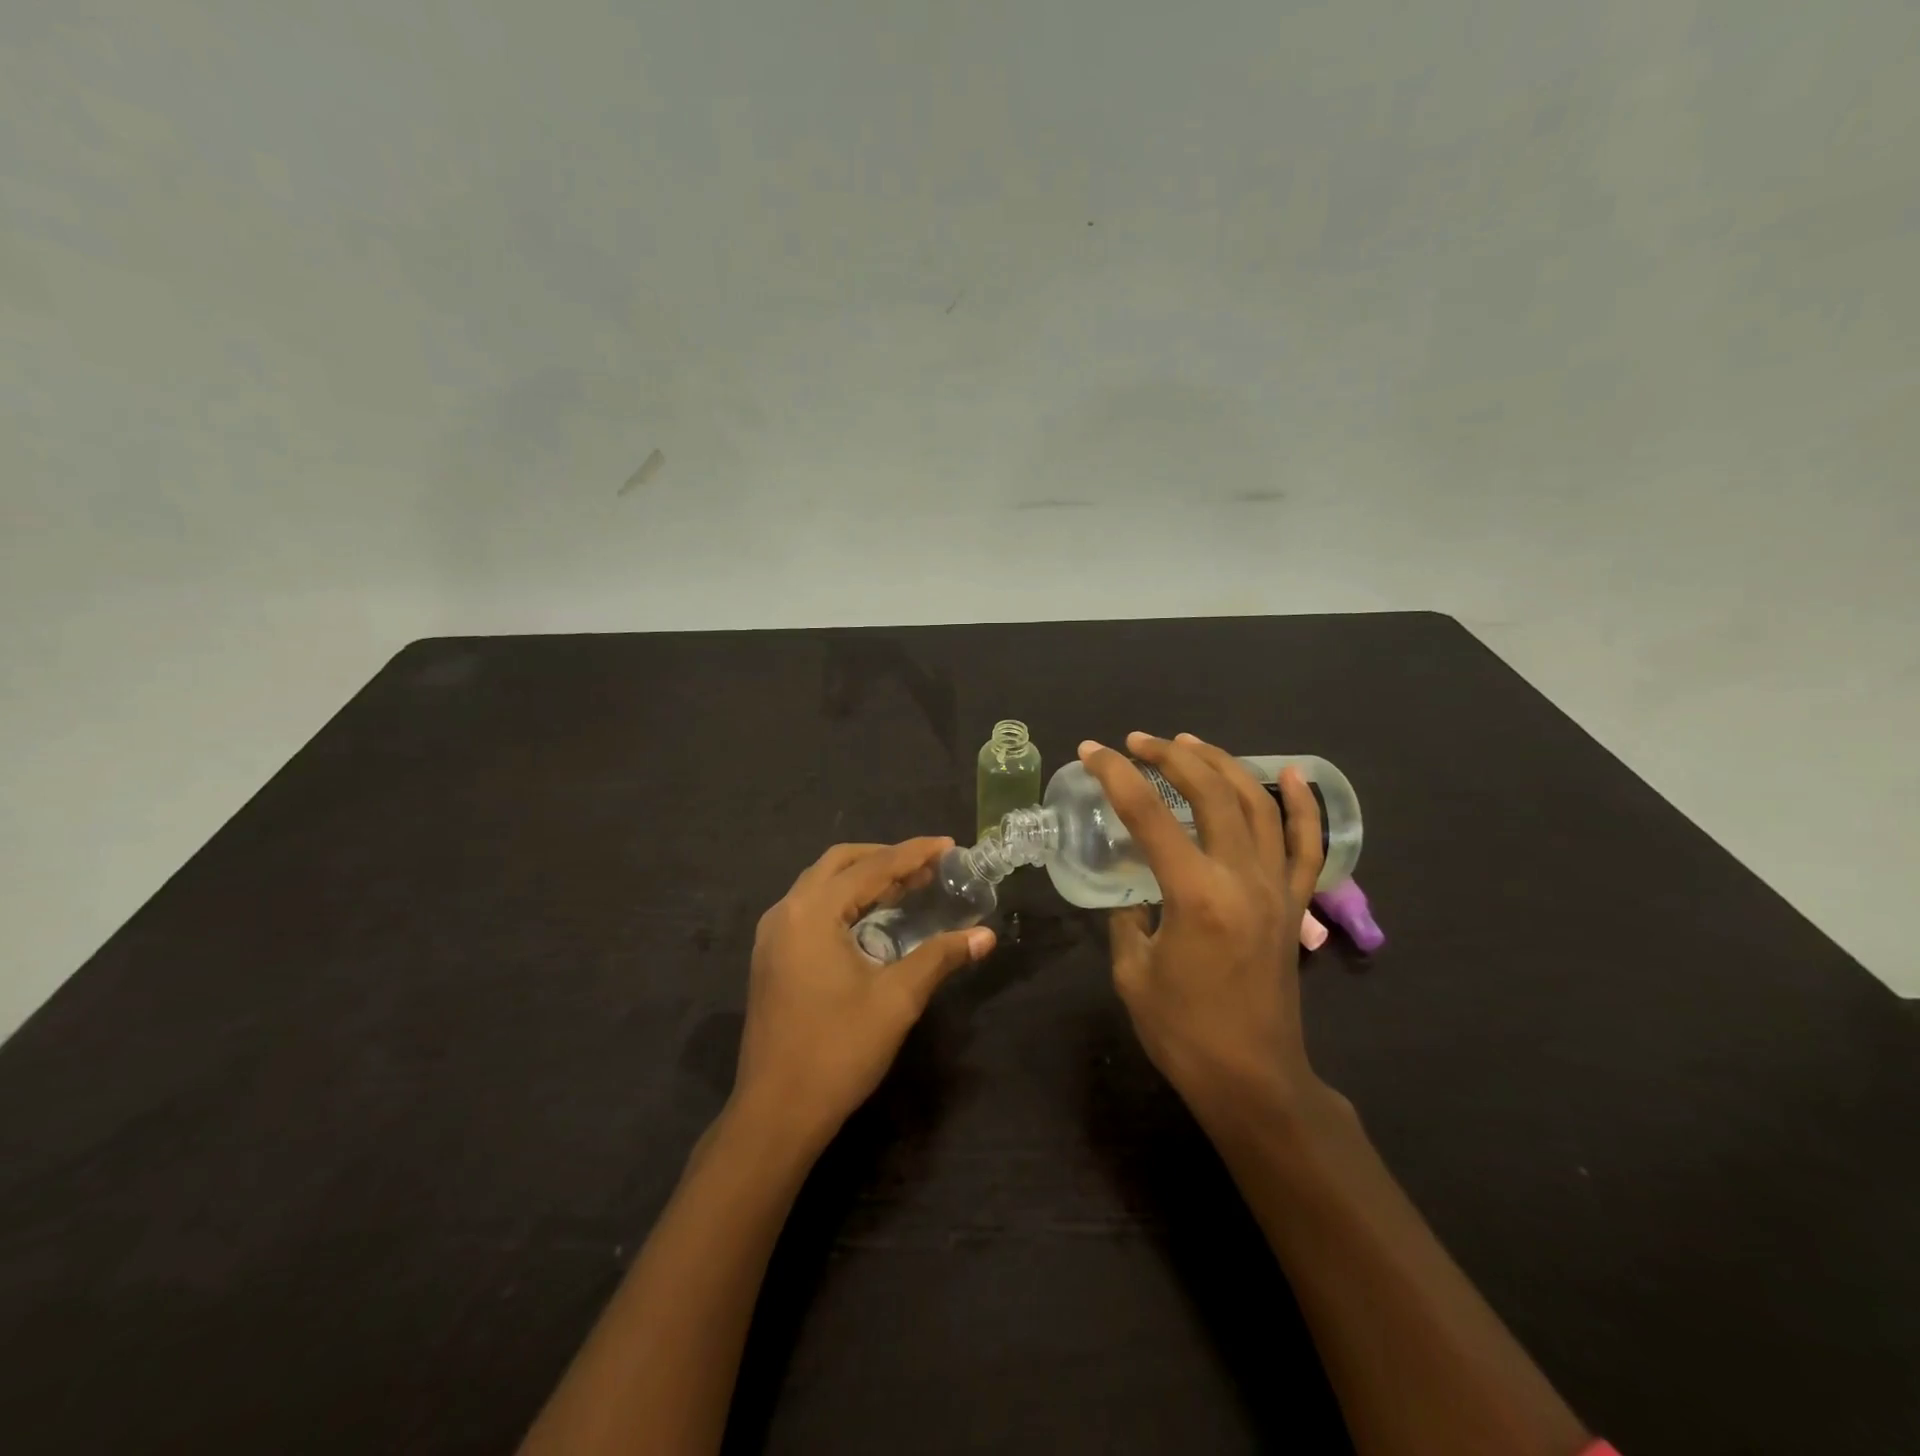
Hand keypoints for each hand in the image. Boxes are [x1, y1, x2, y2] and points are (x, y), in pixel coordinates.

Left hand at [733, 838, 994, 1149]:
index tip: (950, 845)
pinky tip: (872, 918)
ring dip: (863, 878)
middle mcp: (786, 911)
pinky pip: (811, 907)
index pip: (872, 868)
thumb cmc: (838, 1050)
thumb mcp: (897, 999)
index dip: (914, 853)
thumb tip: (986, 935)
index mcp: (812, 912)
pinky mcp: (771, 957)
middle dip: (886, 858)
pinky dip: (844, 900)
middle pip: (839, 863)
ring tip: (908, 886)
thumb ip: (940, 957)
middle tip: (928, 867)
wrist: (776, 1113)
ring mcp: (773, 935)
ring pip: (821, 884)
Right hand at [1078, 732, 1327, 1121]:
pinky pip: (1307, 844)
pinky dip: (1302, 805)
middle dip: (1169, 756)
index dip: (1115, 775)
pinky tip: (1292, 774)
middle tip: (1136, 741)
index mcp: (1194, 894)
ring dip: (1221, 764)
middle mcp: (1241, 878)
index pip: (1149, 815)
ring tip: (1189, 743)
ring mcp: (1276, 887)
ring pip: (1256, 804)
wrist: (1253, 1080)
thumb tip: (1135, 892)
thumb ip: (1128, 918)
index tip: (1091, 751)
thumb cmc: (1183, 1032)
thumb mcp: (1132, 971)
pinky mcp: (1294, 903)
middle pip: (1209, 793)